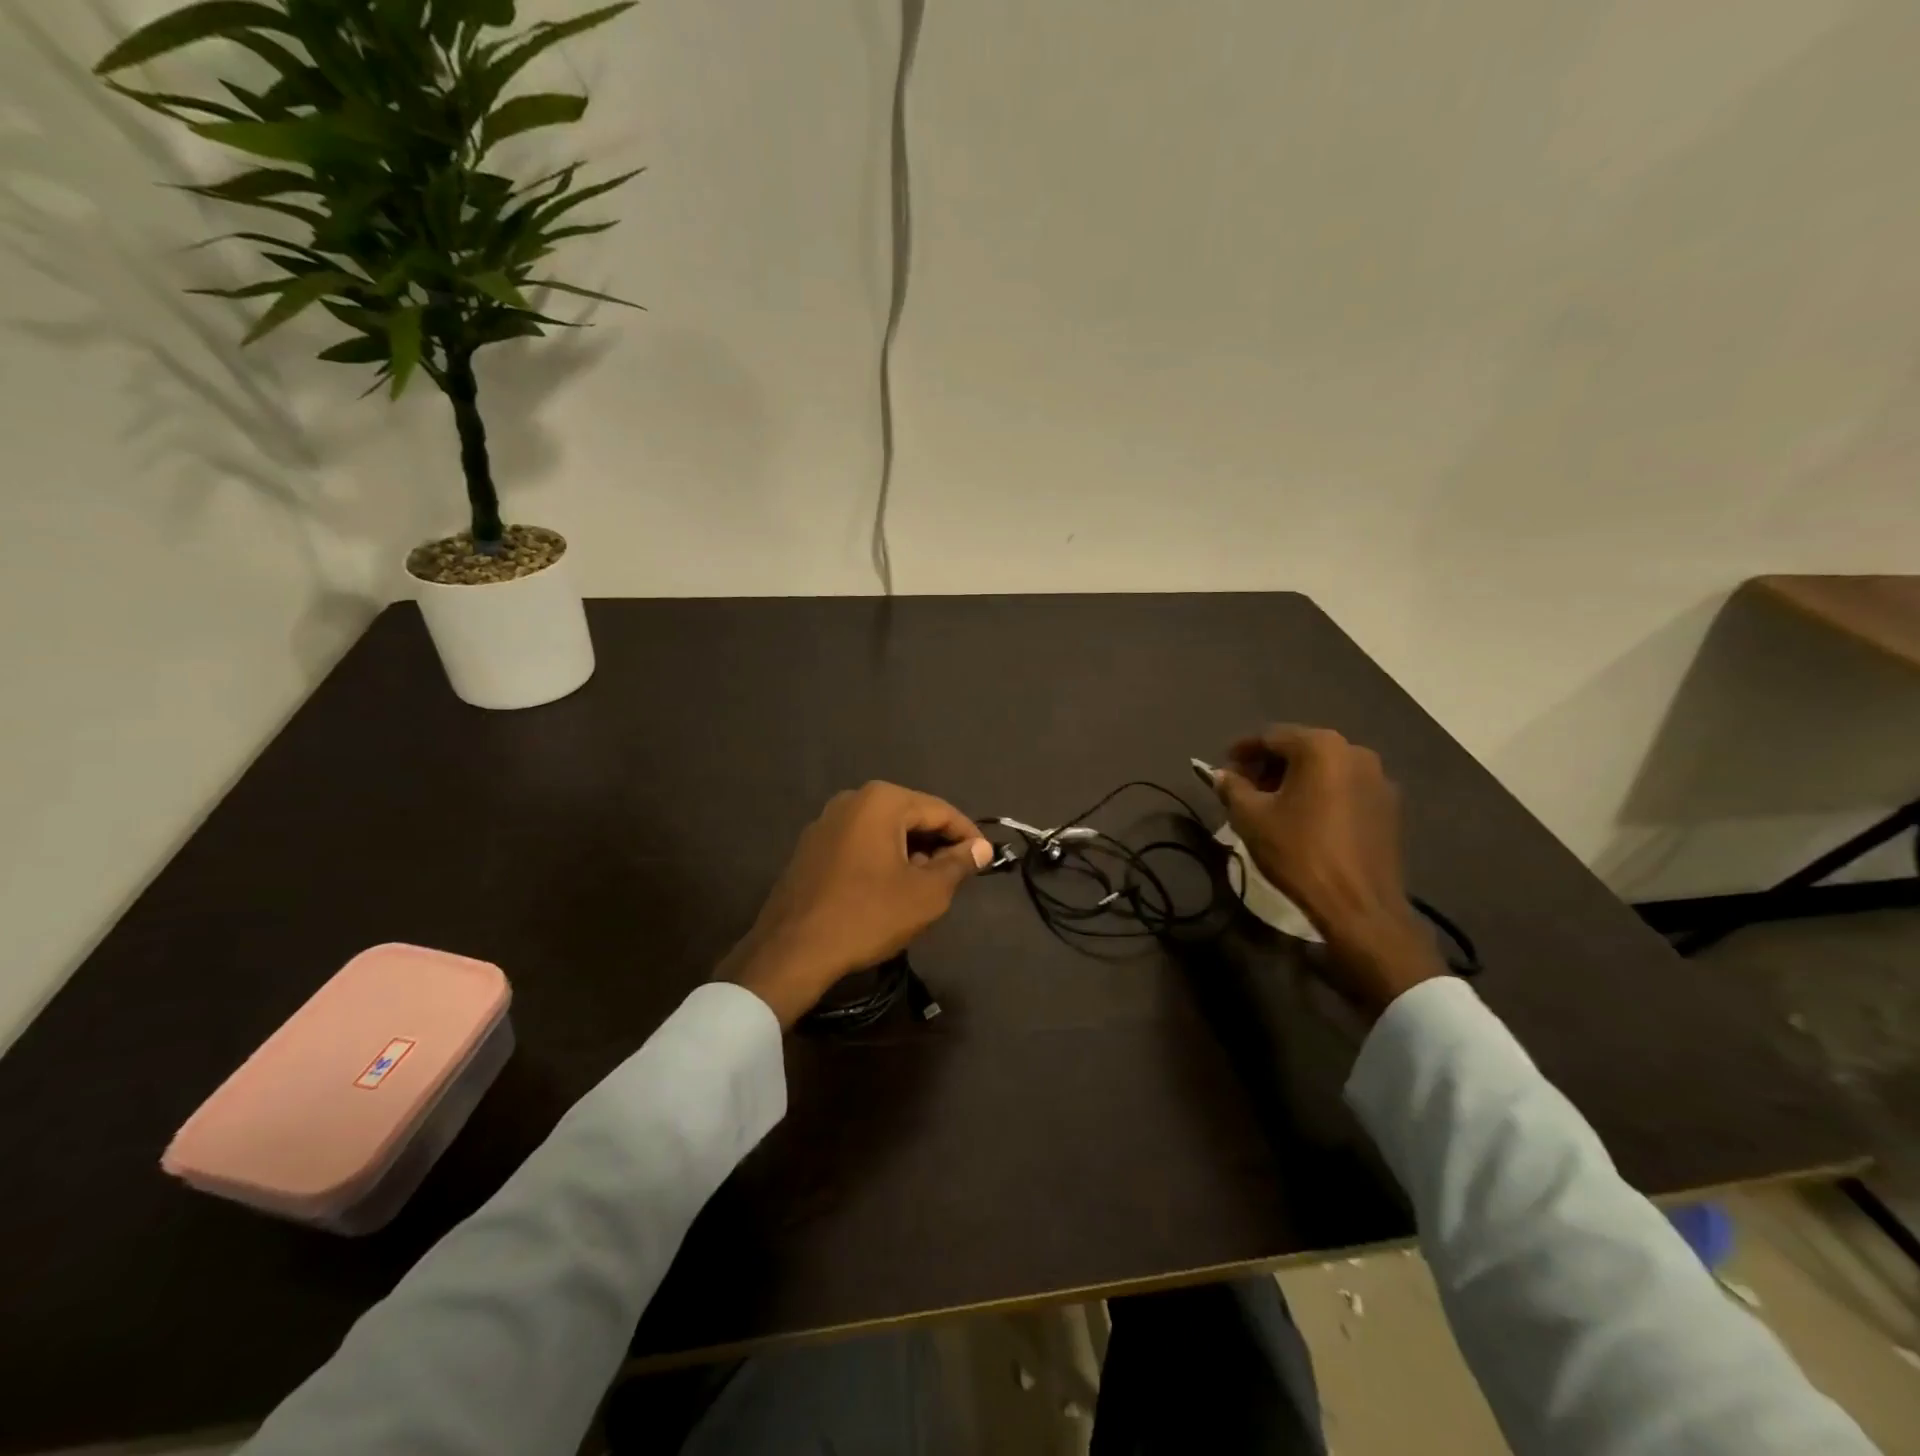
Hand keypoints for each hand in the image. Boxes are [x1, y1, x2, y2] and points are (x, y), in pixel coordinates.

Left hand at [720, 782, 993, 1028]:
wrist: (793, 950)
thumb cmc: (867, 915)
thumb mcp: (926, 894)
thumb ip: (958, 864)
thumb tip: (980, 848)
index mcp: (882, 800)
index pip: (941, 811)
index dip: (968, 836)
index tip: (987, 861)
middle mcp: (852, 799)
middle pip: (911, 816)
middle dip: (938, 844)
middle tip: (958, 877)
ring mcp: (827, 821)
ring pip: (885, 830)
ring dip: (911, 853)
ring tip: (927, 887)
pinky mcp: (812, 847)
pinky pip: (860, 843)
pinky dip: (882, 858)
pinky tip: (890, 889)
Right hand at [1214, 725, 1443, 1018]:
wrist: (1358, 905)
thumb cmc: (1298, 852)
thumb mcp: (1250, 818)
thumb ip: (1232, 787)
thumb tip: (1222, 774)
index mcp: (1321, 747)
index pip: (1270, 736)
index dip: (1241, 750)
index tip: (1223, 767)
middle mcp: (1355, 752)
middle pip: (1300, 749)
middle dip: (1268, 765)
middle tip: (1243, 787)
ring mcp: (1378, 778)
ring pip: (1324, 769)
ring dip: (1295, 780)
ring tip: (1272, 804)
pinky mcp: (1389, 806)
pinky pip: (1344, 788)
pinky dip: (1320, 794)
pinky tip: (1304, 818)